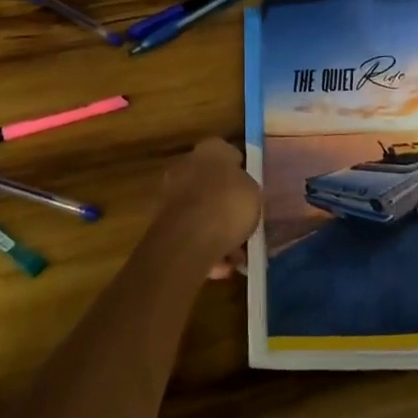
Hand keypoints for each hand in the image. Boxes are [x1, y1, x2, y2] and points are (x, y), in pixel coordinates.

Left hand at [153, 137, 260, 279]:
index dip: (239, 170)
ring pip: (200, 211)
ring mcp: (171, 194)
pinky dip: (205, 247)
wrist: (189, 238)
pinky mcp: (163, 223)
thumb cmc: (229, 204)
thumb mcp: (254, 192)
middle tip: (243, 220)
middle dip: (224, 201)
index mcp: (210, 150)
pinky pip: (191, 233)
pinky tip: (222, 267)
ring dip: (216, 228)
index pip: (227, 152)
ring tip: (237, 254)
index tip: (250, 188)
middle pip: (209, 182)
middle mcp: (186, 165)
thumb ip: (247, 188)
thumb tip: (241, 189)